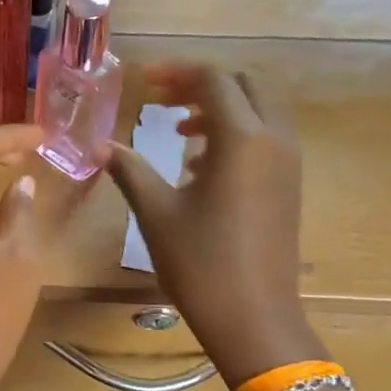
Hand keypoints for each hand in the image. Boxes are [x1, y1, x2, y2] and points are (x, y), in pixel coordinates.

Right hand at [107, 64, 321, 387]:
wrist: (254, 318)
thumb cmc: (201, 263)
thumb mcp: (157, 214)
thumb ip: (130, 170)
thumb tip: (100, 146)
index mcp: (242, 138)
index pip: (213, 80)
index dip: (176, 72)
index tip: (143, 80)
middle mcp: (274, 140)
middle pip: (244, 86)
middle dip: (202, 85)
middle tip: (162, 101)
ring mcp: (288, 164)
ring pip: (259, 112)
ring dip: (221, 110)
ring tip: (179, 134)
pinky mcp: (290, 187)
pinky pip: (266, 140)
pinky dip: (236, 135)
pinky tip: (202, 168)